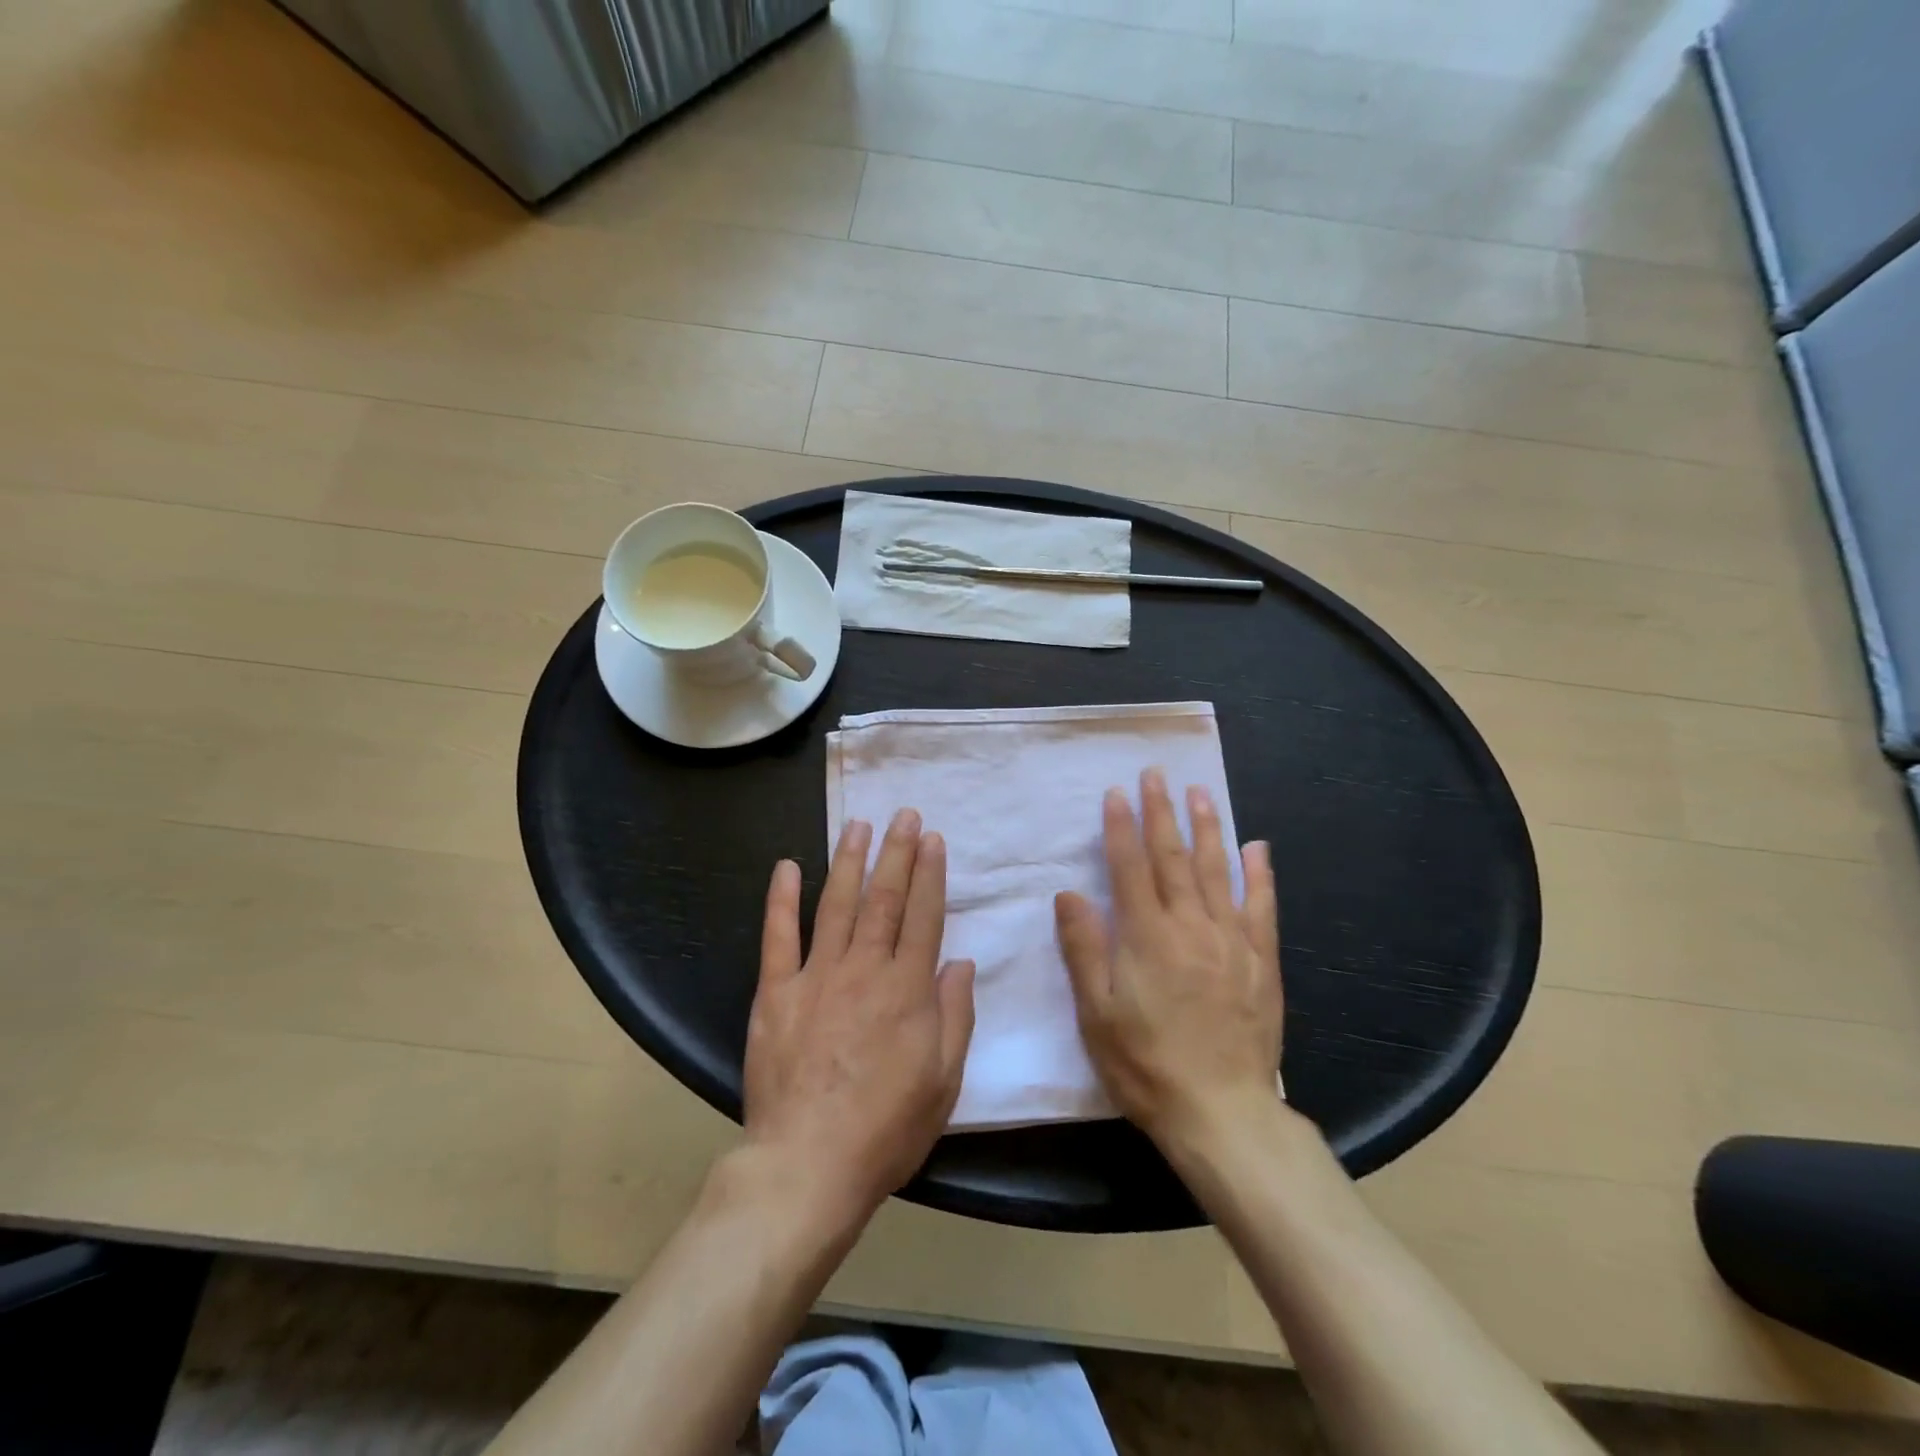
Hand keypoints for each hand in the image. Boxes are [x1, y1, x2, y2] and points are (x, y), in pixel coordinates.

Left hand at [743, 809, 976, 1223]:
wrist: (808, 1166)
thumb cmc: (886, 1128)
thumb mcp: (944, 1080)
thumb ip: (955, 1015)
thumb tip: (960, 961)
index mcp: (907, 990)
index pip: (924, 916)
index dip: (930, 874)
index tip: (932, 838)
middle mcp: (865, 970)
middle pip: (884, 899)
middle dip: (897, 853)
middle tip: (904, 815)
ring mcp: (816, 977)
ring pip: (837, 905)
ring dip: (850, 862)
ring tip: (859, 825)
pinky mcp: (775, 993)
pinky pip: (778, 937)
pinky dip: (782, 899)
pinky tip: (788, 867)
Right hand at [1054, 769, 1282, 1156]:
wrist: (1222, 1113)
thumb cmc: (1146, 1065)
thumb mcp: (1097, 1013)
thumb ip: (1084, 949)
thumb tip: (1070, 894)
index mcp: (1146, 937)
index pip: (1129, 867)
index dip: (1121, 827)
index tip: (1117, 792)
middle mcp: (1190, 926)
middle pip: (1173, 858)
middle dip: (1162, 812)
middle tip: (1157, 774)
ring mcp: (1231, 941)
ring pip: (1218, 871)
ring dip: (1207, 828)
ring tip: (1200, 793)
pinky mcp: (1261, 961)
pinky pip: (1262, 907)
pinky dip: (1260, 874)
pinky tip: (1257, 847)